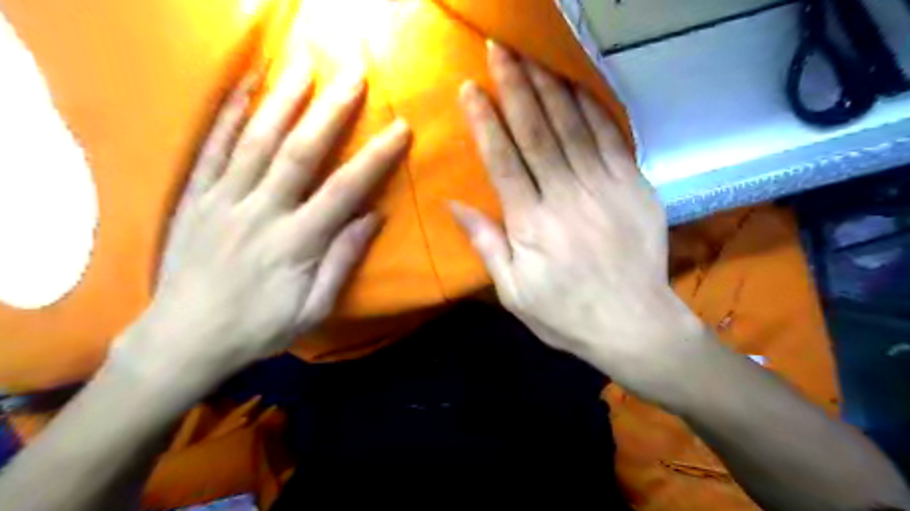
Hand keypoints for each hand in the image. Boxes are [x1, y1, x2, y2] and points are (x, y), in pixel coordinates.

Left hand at [112, 61, 411, 384]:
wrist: (183, 339)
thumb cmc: (259, 328)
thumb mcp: (314, 309)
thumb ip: (343, 260)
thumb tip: (374, 217)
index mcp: (296, 242)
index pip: (344, 190)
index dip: (374, 157)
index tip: (400, 128)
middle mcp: (260, 212)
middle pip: (299, 153)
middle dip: (330, 111)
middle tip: (353, 76)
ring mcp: (222, 200)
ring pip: (255, 141)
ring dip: (282, 100)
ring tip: (303, 65)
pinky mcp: (194, 198)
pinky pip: (210, 150)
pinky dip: (225, 116)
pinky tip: (242, 88)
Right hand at [453, 42, 702, 390]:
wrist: (633, 325)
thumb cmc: (565, 313)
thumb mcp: (513, 292)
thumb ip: (486, 244)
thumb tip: (454, 205)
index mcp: (531, 224)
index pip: (503, 161)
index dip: (485, 122)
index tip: (470, 89)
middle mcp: (566, 197)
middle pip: (537, 133)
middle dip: (515, 87)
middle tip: (498, 50)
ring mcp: (604, 188)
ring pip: (573, 127)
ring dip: (550, 87)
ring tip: (531, 56)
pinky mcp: (634, 187)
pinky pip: (613, 138)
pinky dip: (593, 108)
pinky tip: (577, 86)